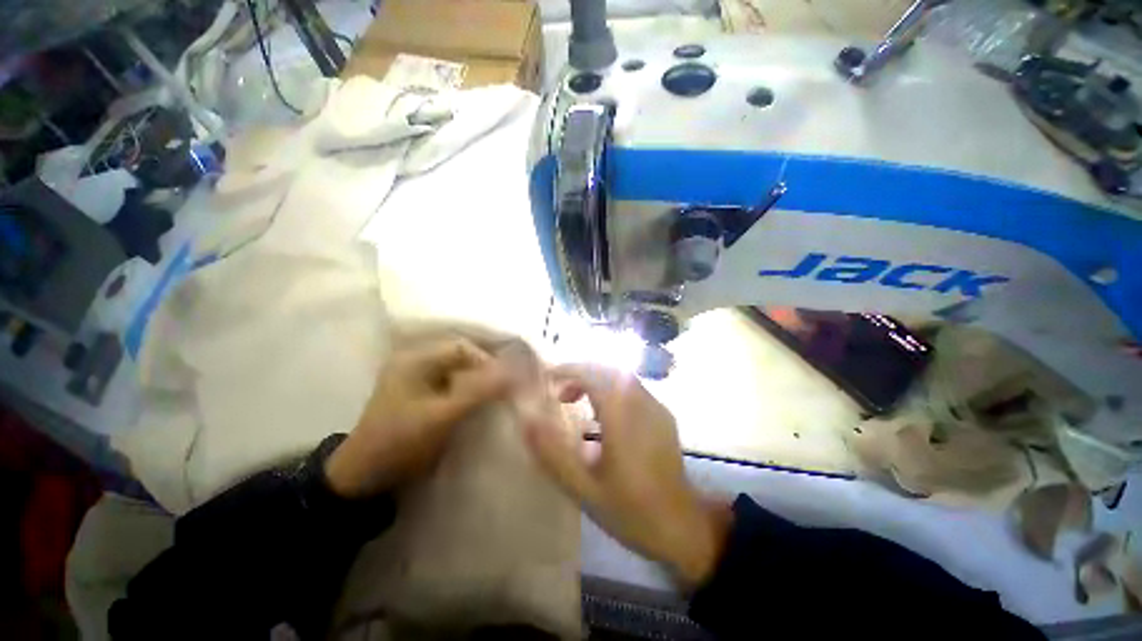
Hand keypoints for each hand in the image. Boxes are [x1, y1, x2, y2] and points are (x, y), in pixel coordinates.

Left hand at [325, 338, 508, 497]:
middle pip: (462, 358)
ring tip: (496, 397)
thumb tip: (514, 372)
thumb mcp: (441, 416)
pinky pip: (454, 385)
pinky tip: (480, 405)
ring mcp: (418, 379)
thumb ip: (478, 392)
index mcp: (415, 359)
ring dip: (478, 382)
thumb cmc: (400, 441)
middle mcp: (416, 362)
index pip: (462, 347)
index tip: (505, 381)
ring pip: (460, 371)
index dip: (487, 361)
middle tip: (504, 389)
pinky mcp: (422, 395)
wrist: (365, 477)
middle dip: (485, 371)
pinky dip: (469, 392)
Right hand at [524, 363, 731, 585]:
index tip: (547, 378)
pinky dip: (611, 389)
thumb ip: (552, 452)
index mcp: (622, 414)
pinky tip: (602, 414)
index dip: (568, 370)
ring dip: (595, 379)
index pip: (593, 373)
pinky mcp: (663, 414)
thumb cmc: (630, 510)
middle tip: (559, 393)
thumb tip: (526, 420)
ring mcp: (656, 406)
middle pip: (607, 369)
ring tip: (576, 400)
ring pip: (621, 376)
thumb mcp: (583, 488)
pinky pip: (632, 388)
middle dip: (580, 373)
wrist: (683, 527)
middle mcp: (641, 401)